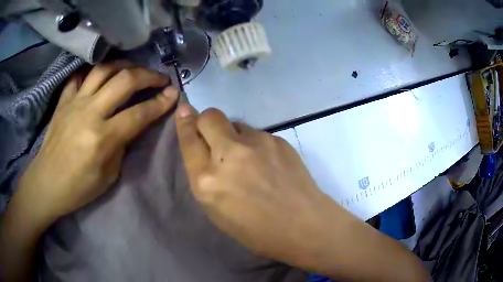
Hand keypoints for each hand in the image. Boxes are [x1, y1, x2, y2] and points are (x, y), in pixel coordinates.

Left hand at [17, 62, 178, 224]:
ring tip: (134, 69)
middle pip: (124, 81)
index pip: (138, 114)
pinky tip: (101, 74)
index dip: (160, 103)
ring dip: (125, 65)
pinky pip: (80, 76)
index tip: (174, 94)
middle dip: (148, 75)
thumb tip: (131, 125)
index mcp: (102, 139)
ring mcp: (74, 102)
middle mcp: (89, 113)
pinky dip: (93, 71)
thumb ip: (122, 147)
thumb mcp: (108, 176)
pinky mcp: (64, 100)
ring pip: (104, 69)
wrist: (47, 183)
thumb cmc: (78, 188)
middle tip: (160, 78)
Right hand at [175, 105, 334, 264]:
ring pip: (236, 124)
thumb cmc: (256, 230)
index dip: (184, 122)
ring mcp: (257, 143)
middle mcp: (229, 155)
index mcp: (207, 180)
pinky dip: (256, 144)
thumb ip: (206, 178)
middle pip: (210, 116)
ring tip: (249, 159)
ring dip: (235, 136)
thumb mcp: (217, 212)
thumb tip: (205, 151)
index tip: (184, 110)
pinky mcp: (278, 139)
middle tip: (215, 136)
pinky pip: (258, 134)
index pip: (189, 139)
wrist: (302, 225)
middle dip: (207, 121)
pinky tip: (268, 163)